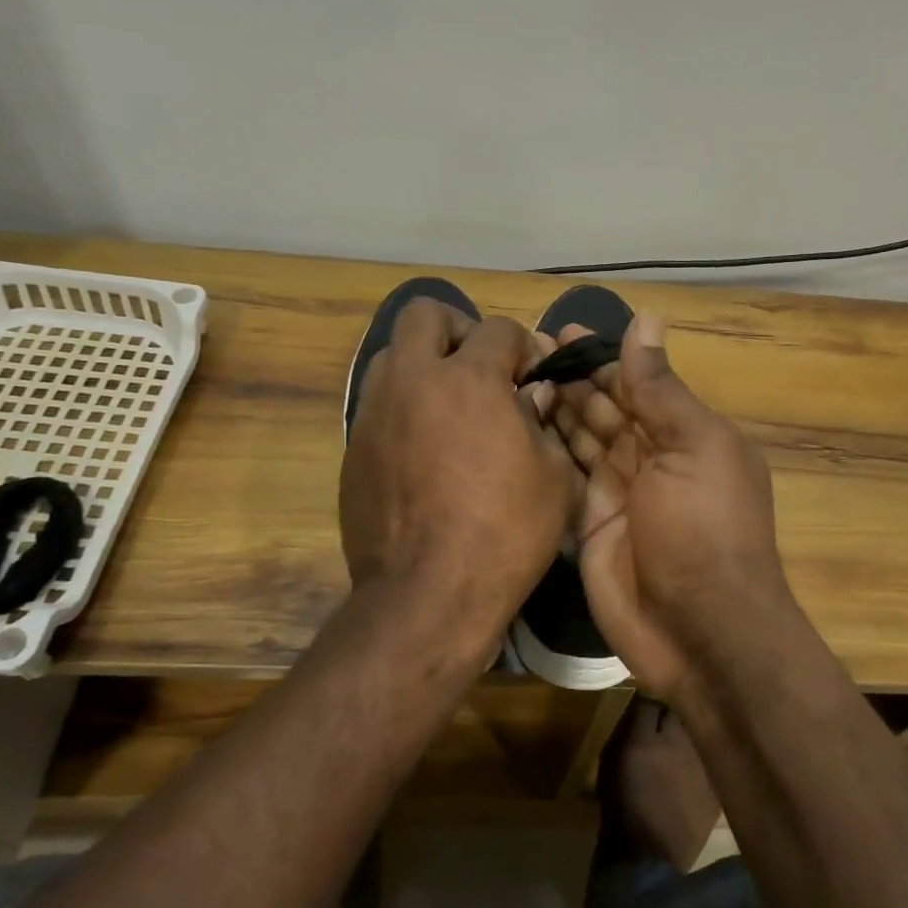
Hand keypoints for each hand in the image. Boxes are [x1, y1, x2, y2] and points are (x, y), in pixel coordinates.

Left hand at [341, 299, 575, 657]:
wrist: (428, 593)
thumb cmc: (505, 533)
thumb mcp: (554, 477)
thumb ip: (542, 421)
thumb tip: (529, 395)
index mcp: (468, 381)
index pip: (497, 329)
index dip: (524, 346)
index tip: (533, 374)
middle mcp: (413, 382)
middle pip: (424, 314)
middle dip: (458, 328)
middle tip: (481, 366)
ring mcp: (374, 414)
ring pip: (393, 355)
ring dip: (425, 365)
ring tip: (451, 406)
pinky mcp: (353, 449)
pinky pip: (379, 405)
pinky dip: (406, 409)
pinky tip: (426, 450)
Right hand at [549, 314, 797, 702]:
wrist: (698, 629)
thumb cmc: (704, 529)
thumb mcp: (693, 447)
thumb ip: (661, 388)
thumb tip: (646, 319)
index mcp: (685, 434)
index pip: (638, 383)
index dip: (601, 358)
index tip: (559, 333)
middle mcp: (651, 459)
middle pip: (607, 408)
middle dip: (572, 379)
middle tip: (522, 353)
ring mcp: (618, 494)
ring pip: (582, 439)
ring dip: (555, 409)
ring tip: (513, 379)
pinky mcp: (589, 525)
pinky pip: (566, 478)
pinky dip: (546, 452)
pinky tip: (516, 426)